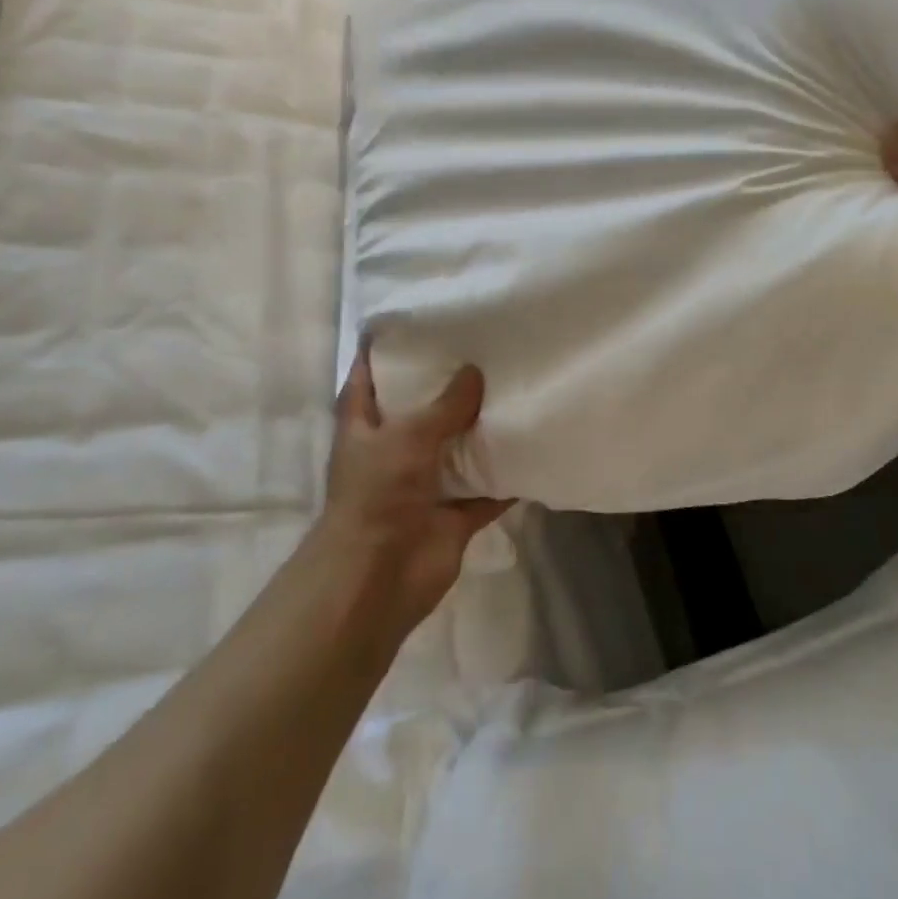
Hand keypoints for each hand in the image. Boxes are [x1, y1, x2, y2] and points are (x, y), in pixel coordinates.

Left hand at [311, 342, 511, 634]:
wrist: (378, 577)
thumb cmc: (377, 494)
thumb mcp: (407, 436)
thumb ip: (445, 405)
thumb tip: (475, 372)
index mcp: (364, 425)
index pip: (367, 376)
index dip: (383, 350)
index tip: (414, 321)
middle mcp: (392, 449)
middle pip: (420, 409)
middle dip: (447, 386)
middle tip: (484, 348)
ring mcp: (424, 483)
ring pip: (457, 447)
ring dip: (480, 429)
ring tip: (515, 387)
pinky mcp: (454, 514)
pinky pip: (487, 489)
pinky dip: (507, 477)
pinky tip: (533, 447)